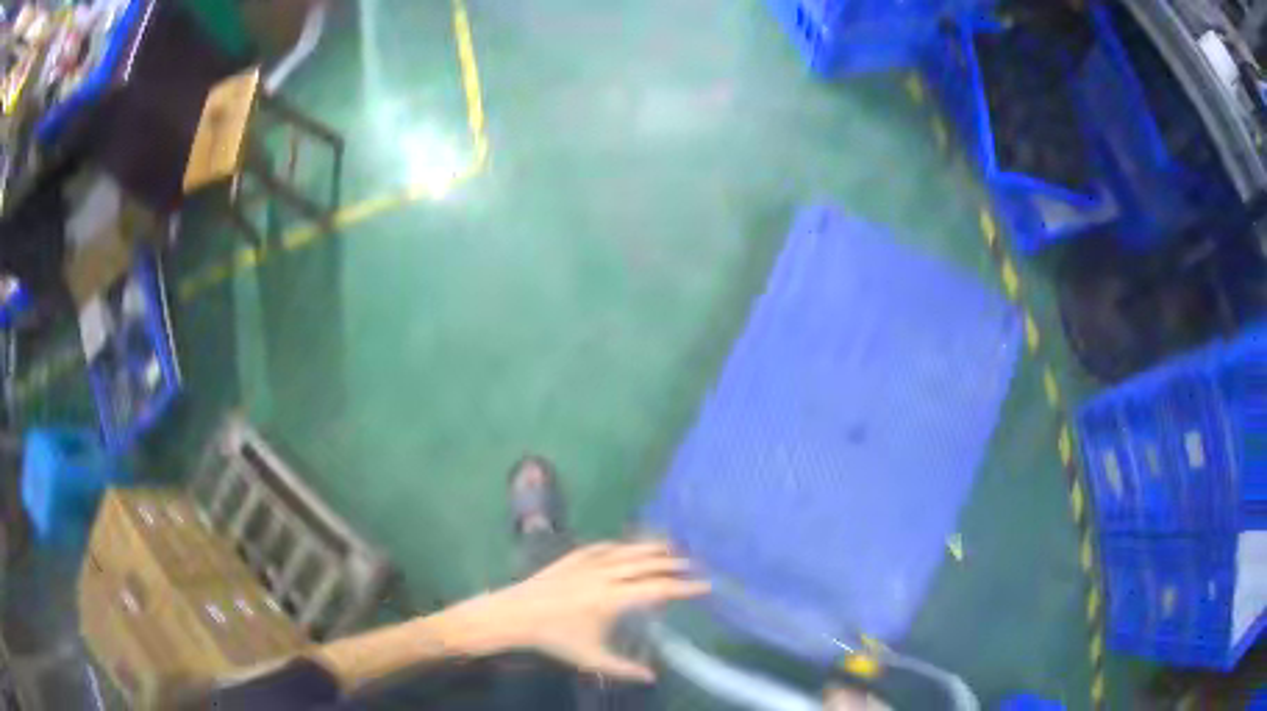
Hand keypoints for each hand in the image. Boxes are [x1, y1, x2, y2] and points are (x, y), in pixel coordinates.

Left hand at [462, 541, 708, 680]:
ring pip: (627, 550)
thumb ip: (624, 669)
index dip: (684, 587)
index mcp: (613, 598)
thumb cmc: (554, 638)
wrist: (514, 614)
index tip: (705, 585)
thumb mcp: (591, 657)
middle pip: (647, 563)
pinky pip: (604, 546)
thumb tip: (653, 676)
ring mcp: (588, 562)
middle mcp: (605, 574)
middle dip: (673, 563)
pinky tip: (627, 546)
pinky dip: (621, 545)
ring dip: (651, 548)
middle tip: (694, 564)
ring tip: (671, 547)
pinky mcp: (572, 556)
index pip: (658, 588)